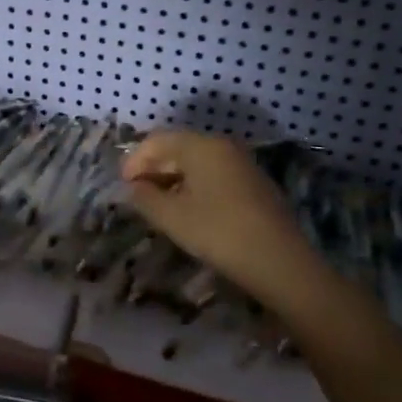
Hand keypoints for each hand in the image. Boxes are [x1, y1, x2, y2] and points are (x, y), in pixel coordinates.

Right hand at [120, 130, 317, 308]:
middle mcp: (223, 146)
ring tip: (159, 204)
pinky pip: (214, 174)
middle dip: (153, 167)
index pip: (157, 140)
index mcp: (201, 146)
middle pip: (178, 147)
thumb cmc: (218, 233)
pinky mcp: (253, 183)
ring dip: (173, 178)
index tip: (123, 185)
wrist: (279, 261)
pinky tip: (188, 209)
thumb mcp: (172, 217)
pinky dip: (194, 185)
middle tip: (137, 194)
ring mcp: (242, 163)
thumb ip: (145, 197)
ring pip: (197, 161)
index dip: (135, 160)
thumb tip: (133, 187)